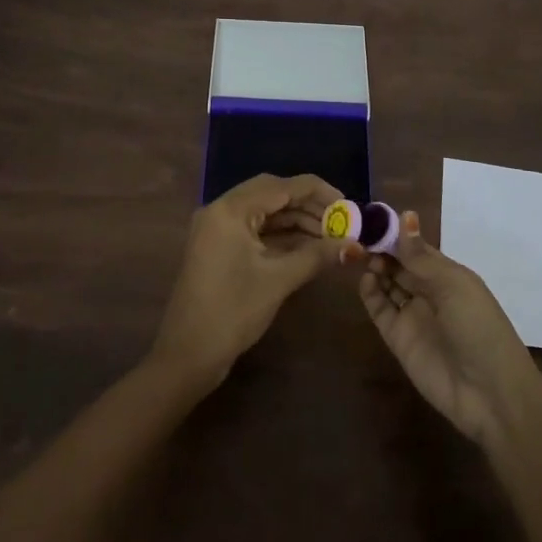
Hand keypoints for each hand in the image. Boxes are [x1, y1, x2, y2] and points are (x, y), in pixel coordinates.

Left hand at [151, 174, 354, 392]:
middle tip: (340, 221)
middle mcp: (221, 209)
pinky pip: (255, 229)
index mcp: (231, 209)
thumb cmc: (233, 311)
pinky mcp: (219, 246)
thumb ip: (317, 256)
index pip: (282, 186)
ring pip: (264, 212)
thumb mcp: (279, 280)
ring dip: (296, 221)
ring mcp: (217, 228)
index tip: (348, 205)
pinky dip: (280, 235)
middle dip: (308, 206)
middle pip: (272, 194)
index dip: (318, 192)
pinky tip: (307, 247)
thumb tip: (354, 246)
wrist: (187, 355)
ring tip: (330, 236)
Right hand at [359, 210, 540, 442]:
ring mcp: (413, 316)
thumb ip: (421, 257)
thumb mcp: (453, 285)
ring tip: (358, 254)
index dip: (396, 234)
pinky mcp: (398, 339)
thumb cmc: (479, 327)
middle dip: (381, 249)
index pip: (416, 248)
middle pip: (399, 265)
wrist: (490, 394)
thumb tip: (405, 215)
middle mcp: (429, 292)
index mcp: (448, 275)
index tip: (372, 218)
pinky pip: (381, 310)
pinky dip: (370, 293)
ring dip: (375, 267)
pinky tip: (365, 279)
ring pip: (387, 284)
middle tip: (357, 234)